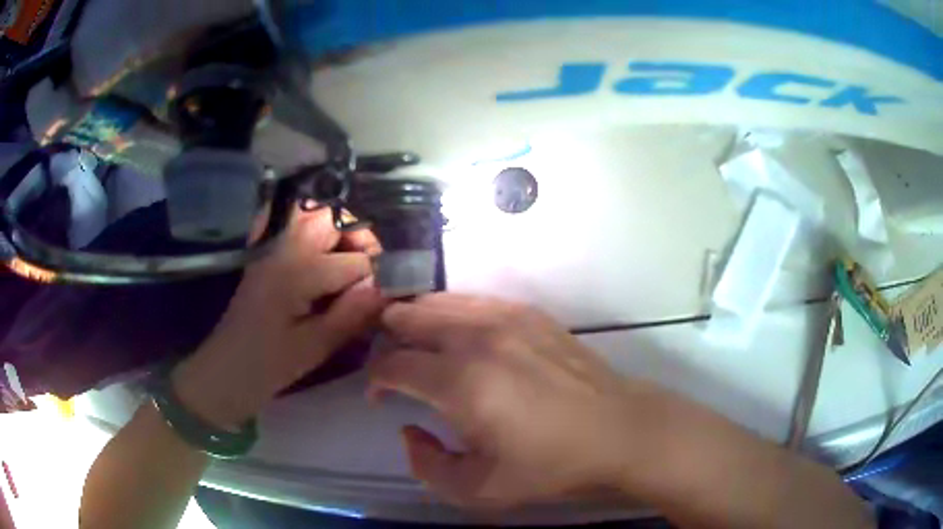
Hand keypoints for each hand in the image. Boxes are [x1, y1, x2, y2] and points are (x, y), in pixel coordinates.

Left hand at [172, 208, 386, 427]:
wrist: (224, 372)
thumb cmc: (267, 366)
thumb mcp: (313, 348)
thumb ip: (352, 314)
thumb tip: (388, 287)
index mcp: (296, 272)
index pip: (356, 261)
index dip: (379, 277)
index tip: (392, 296)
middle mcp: (283, 247)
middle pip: (333, 217)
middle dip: (361, 238)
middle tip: (371, 271)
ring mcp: (270, 246)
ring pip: (312, 213)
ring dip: (338, 229)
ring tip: (351, 261)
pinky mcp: (264, 253)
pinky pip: (291, 223)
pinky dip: (312, 227)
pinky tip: (322, 253)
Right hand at [368, 294, 666, 508]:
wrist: (618, 431)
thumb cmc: (550, 466)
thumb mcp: (478, 490)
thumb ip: (426, 466)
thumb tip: (409, 430)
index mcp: (460, 383)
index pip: (393, 364)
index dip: (376, 379)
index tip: (380, 397)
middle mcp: (477, 338)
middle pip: (409, 317)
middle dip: (389, 338)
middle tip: (394, 366)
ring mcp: (506, 317)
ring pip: (439, 301)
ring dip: (417, 320)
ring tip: (419, 347)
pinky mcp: (530, 313)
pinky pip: (473, 301)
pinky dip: (452, 313)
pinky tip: (460, 336)